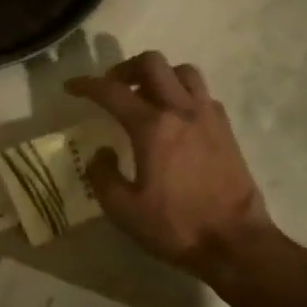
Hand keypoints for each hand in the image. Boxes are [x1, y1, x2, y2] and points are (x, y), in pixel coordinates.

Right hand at [66, 52, 272, 279]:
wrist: (235, 242)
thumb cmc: (174, 226)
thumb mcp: (122, 209)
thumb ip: (102, 175)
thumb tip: (101, 153)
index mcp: (152, 127)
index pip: (112, 92)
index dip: (87, 85)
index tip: (71, 88)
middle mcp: (182, 111)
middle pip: (152, 64)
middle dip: (125, 68)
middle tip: (111, 88)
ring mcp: (209, 117)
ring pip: (182, 72)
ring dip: (158, 76)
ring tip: (144, 97)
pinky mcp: (226, 130)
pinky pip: (202, 94)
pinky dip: (182, 94)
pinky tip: (173, 119)